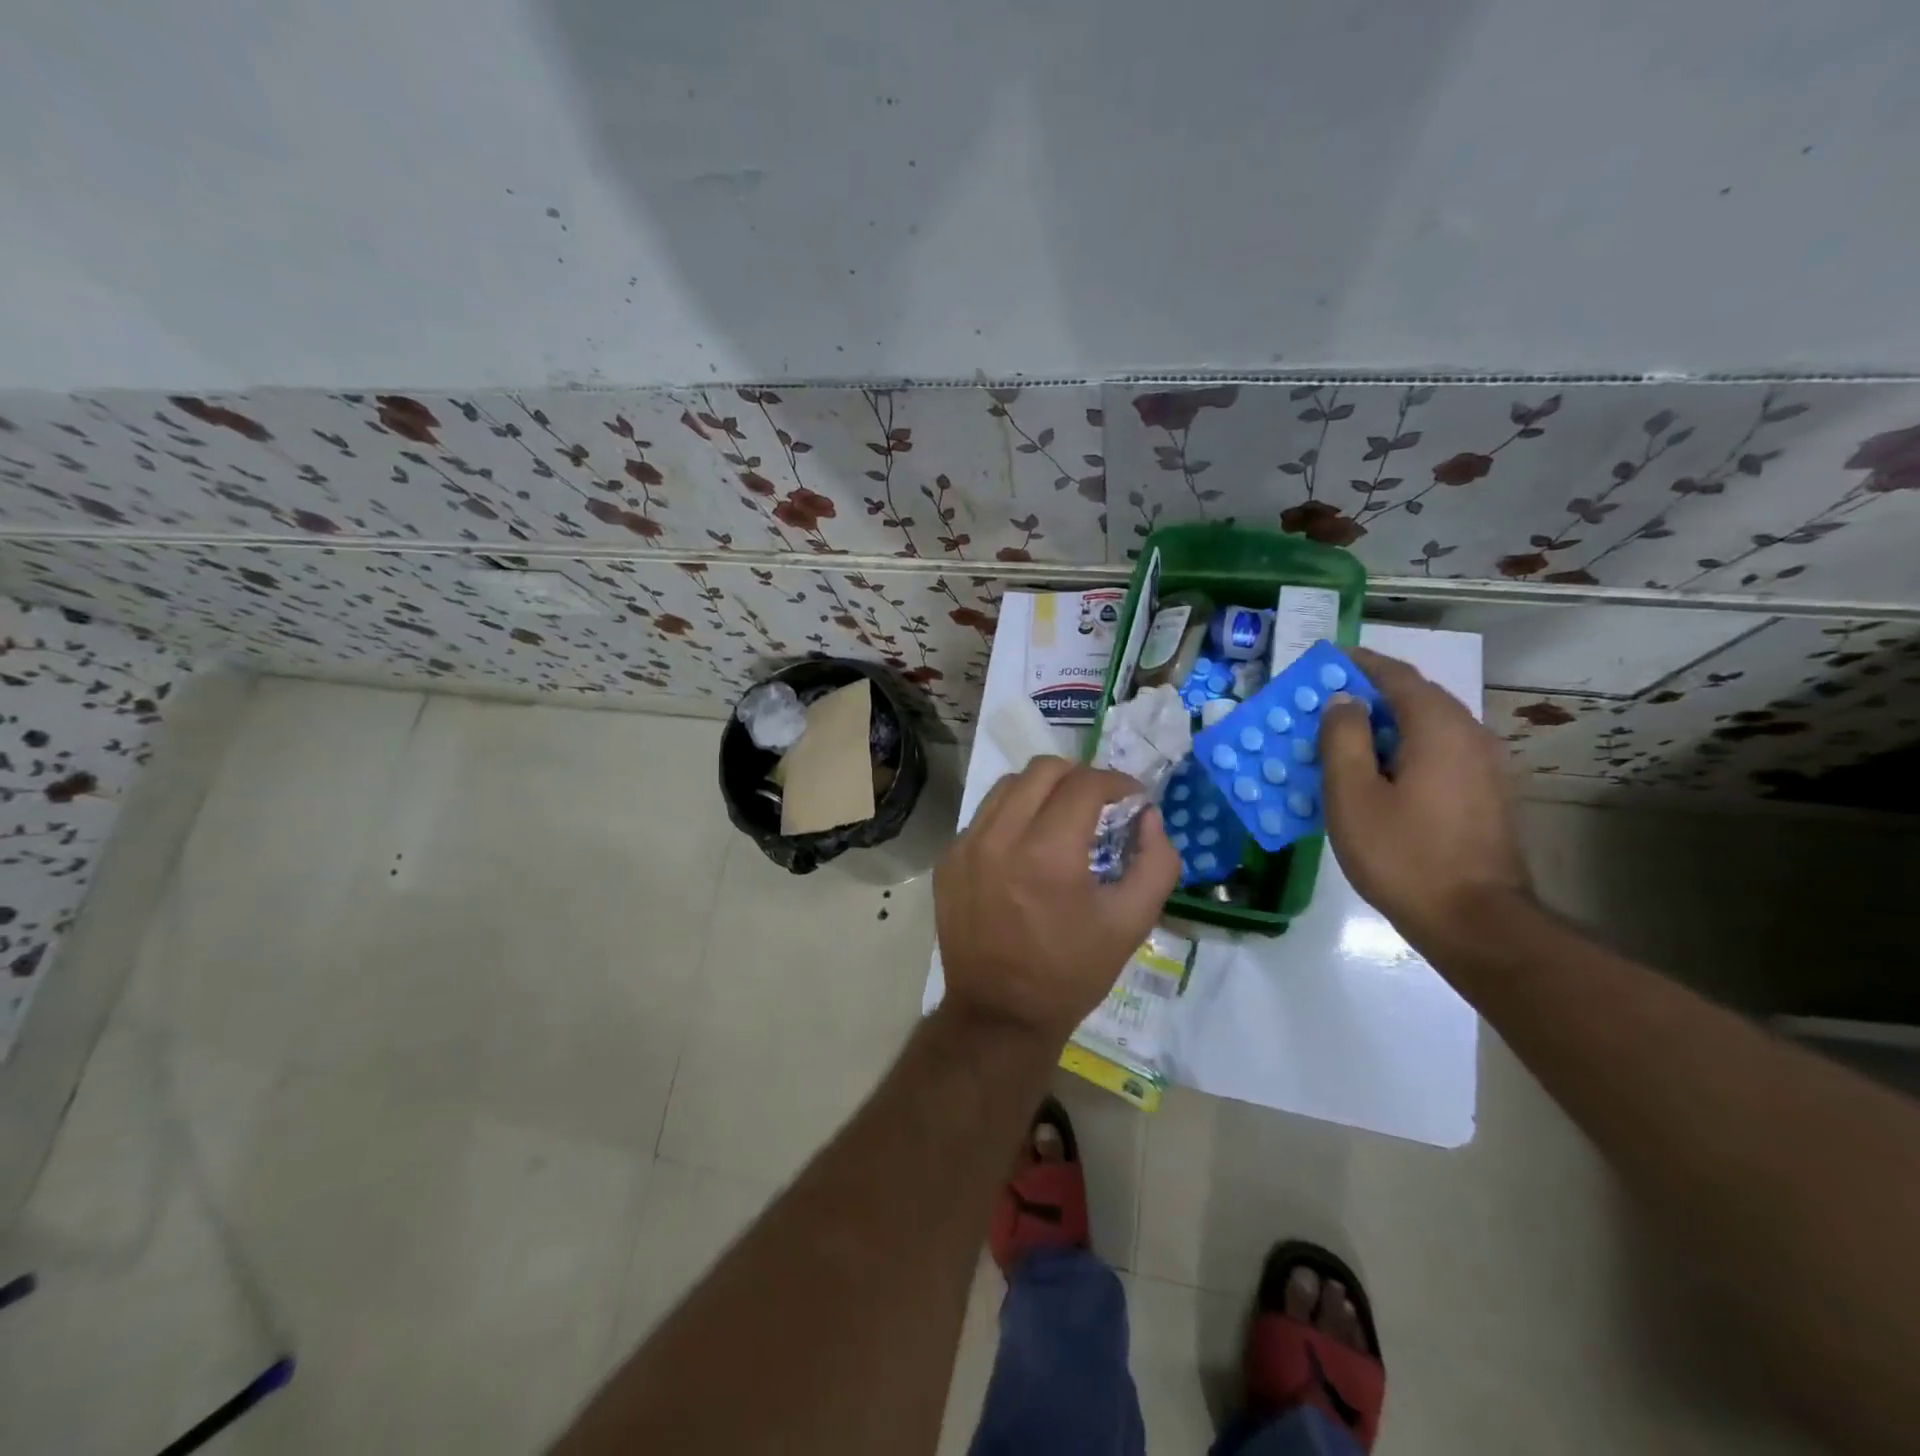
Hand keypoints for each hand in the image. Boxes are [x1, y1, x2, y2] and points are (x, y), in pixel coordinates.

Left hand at [934, 757, 1179, 1041]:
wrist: (999, 1014)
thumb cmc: (1070, 972)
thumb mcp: (1131, 924)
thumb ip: (1156, 863)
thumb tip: (1149, 816)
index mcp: (1048, 854)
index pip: (1085, 784)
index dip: (1117, 782)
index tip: (1132, 799)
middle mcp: (1000, 838)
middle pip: (1043, 770)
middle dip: (1080, 778)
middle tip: (1099, 805)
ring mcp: (965, 846)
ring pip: (1008, 785)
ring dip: (1043, 791)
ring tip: (1061, 819)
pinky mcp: (946, 859)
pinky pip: (984, 815)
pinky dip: (1012, 816)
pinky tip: (1026, 847)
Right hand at [1319, 648, 1531, 951]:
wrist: (1476, 922)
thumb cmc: (1403, 855)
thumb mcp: (1352, 796)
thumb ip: (1343, 739)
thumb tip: (1344, 700)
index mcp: (1438, 728)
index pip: (1397, 676)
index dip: (1360, 663)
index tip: (1328, 659)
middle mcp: (1470, 735)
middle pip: (1418, 698)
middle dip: (1372, 693)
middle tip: (1329, 704)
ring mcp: (1486, 767)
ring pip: (1431, 727)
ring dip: (1390, 723)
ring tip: (1350, 739)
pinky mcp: (1487, 795)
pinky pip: (1441, 753)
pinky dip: (1408, 748)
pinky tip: (1383, 775)